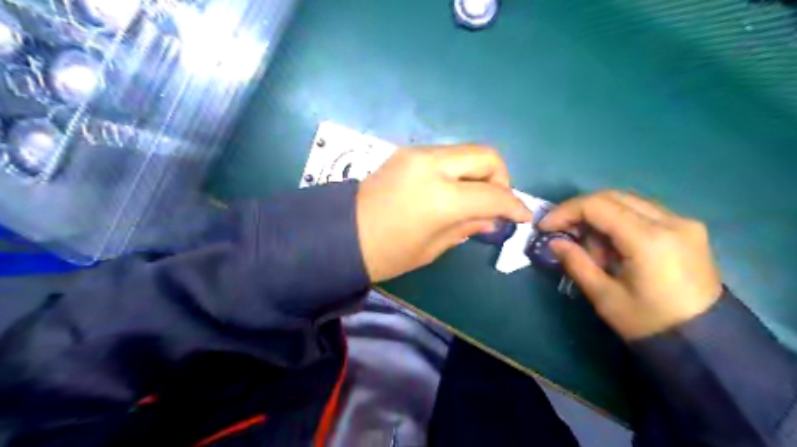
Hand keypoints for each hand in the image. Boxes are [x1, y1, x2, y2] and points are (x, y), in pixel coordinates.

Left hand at [357, 146, 531, 282]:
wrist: (340, 235)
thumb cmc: (386, 253)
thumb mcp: (433, 247)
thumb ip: (468, 227)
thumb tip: (492, 218)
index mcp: (440, 198)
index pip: (493, 194)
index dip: (514, 205)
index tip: (523, 216)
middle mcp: (432, 165)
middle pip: (486, 156)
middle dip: (500, 178)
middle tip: (496, 203)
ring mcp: (417, 154)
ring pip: (466, 151)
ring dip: (479, 172)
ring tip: (473, 199)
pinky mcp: (407, 152)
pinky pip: (446, 155)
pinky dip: (459, 170)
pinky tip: (452, 191)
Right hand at [539, 188, 726, 337]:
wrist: (705, 341)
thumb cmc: (649, 323)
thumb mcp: (604, 296)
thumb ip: (577, 263)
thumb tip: (554, 242)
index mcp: (649, 240)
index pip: (598, 205)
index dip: (566, 211)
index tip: (546, 226)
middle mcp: (670, 221)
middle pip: (613, 196)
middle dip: (580, 210)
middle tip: (562, 231)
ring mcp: (683, 222)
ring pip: (627, 201)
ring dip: (599, 215)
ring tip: (589, 245)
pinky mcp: (688, 228)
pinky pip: (643, 211)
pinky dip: (619, 220)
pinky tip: (612, 244)